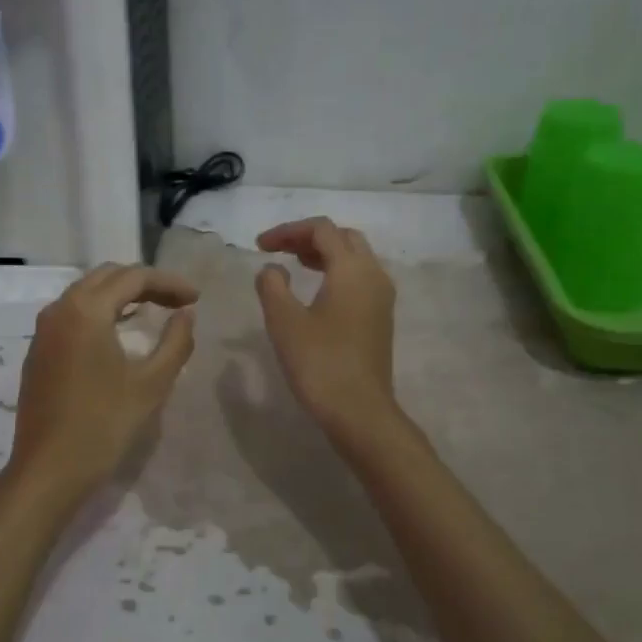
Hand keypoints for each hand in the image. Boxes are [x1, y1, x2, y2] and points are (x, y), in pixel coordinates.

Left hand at [3, 263, 197, 507]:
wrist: (47, 471)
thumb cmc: (103, 426)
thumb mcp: (151, 384)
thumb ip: (176, 342)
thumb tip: (186, 314)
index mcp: (85, 310)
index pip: (133, 277)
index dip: (169, 283)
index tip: (197, 298)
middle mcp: (59, 309)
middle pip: (107, 277)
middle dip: (145, 283)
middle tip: (177, 301)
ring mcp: (43, 330)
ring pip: (86, 293)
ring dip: (121, 295)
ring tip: (153, 310)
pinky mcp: (38, 351)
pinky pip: (72, 314)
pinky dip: (100, 312)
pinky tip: (119, 331)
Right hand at [254, 218, 399, 442]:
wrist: (359, 411)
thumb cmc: (320, 363)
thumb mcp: (284, 321)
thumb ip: (273, 285)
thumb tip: (273, 268)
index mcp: (352, 269)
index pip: (322, 230)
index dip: (288, 231)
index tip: (259, 246)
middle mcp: (374, 275)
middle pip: (344, 238)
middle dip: (309, 238)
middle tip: (279, 250)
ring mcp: (382, 297)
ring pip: (355, 258)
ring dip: (324, 254)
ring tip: (294, 265)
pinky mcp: (381, 318)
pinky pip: (360, 278)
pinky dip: (336, 272)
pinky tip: (316, 291)